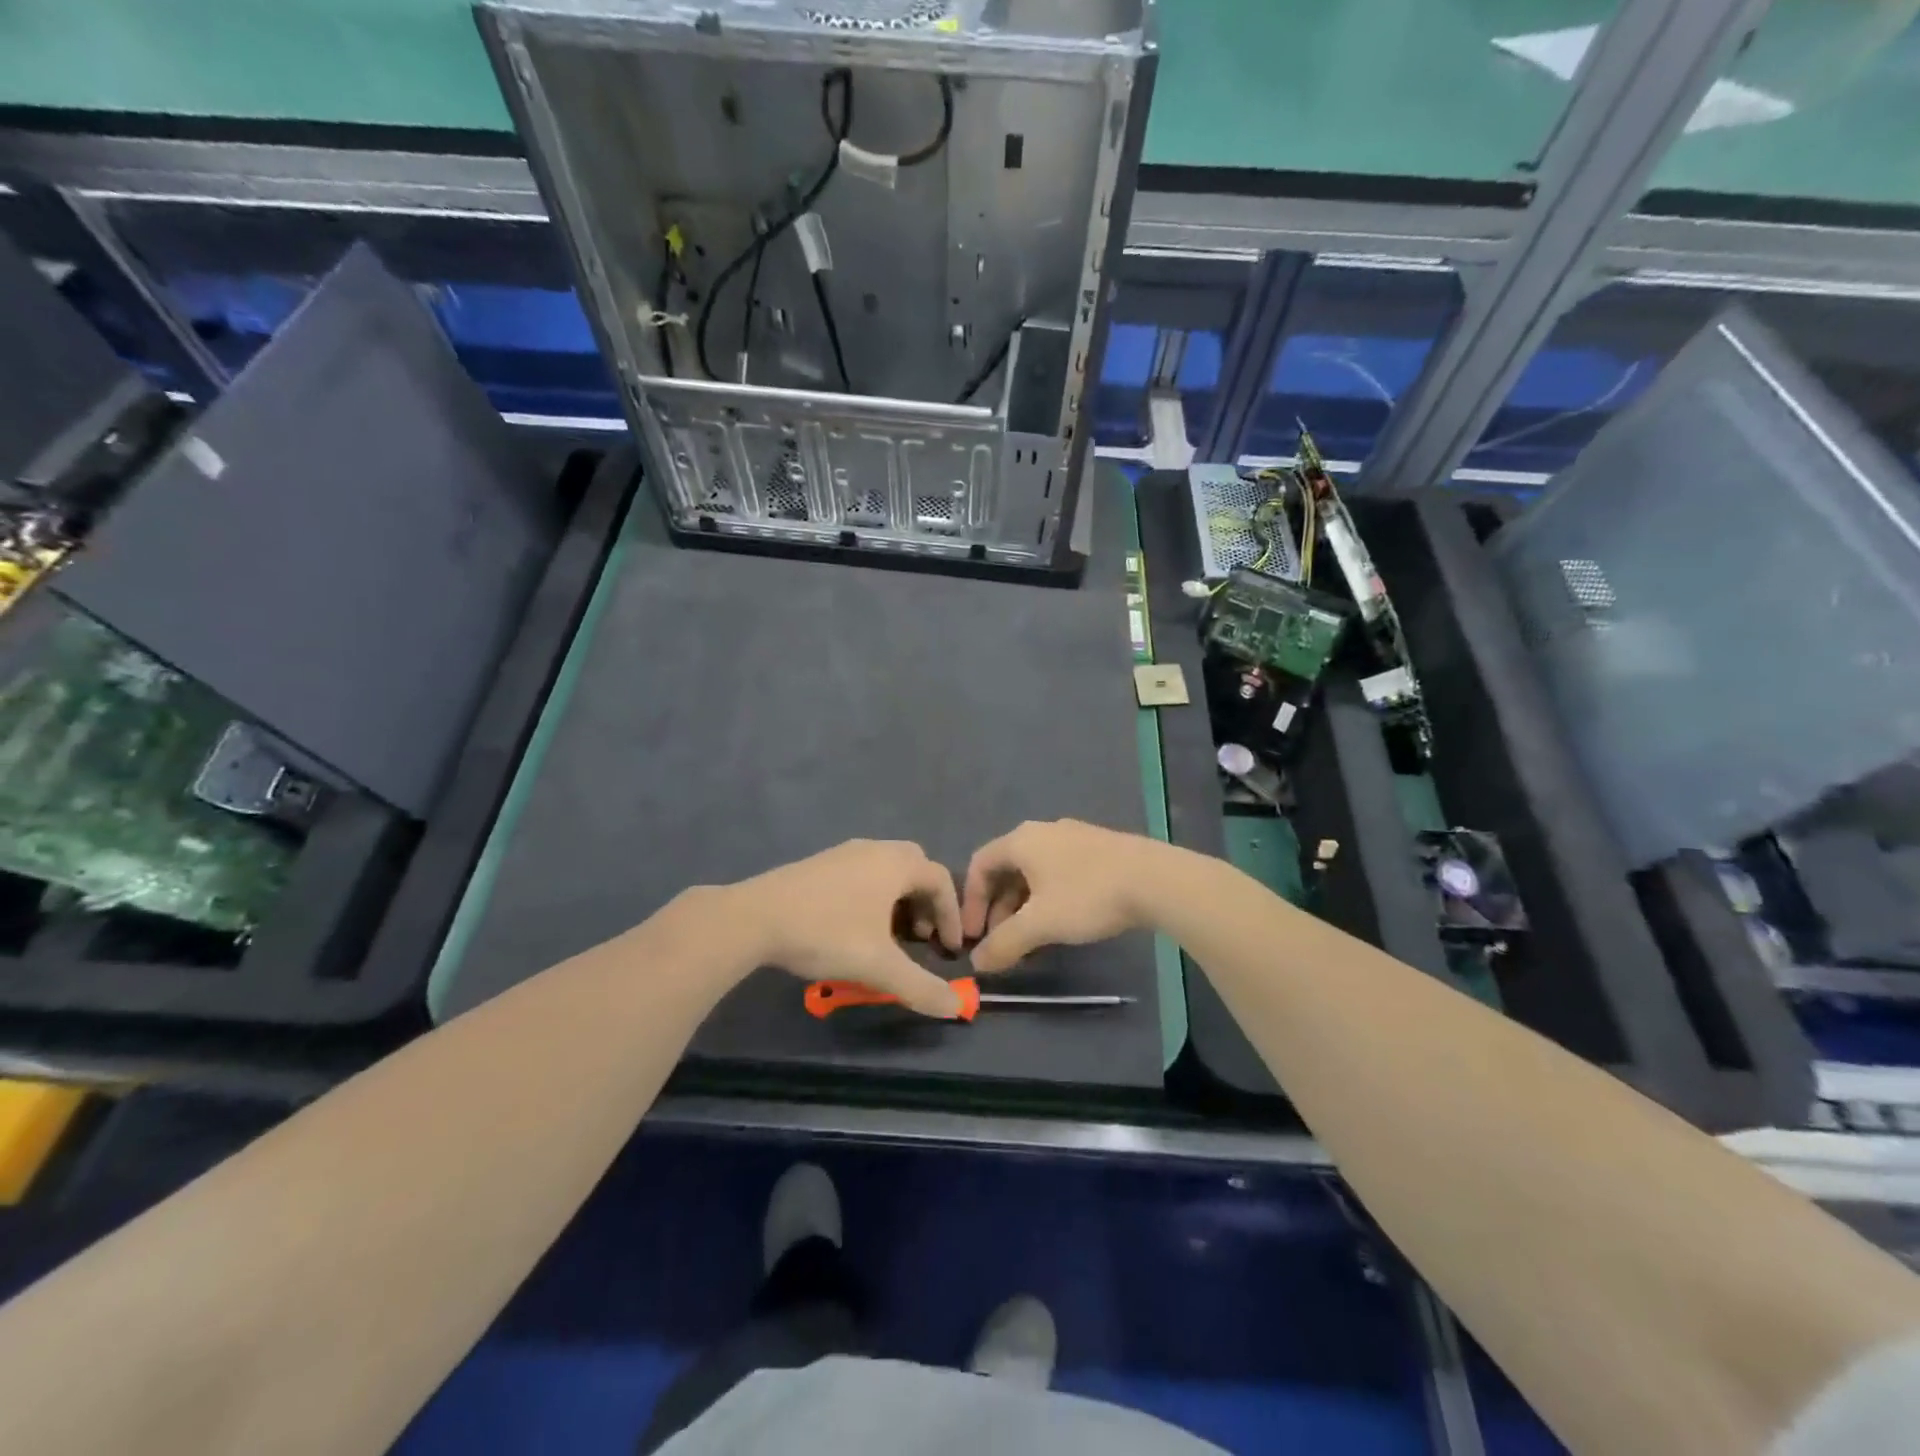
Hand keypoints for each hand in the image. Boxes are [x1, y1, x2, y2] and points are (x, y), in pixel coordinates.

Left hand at [732, 839, 965, 1016]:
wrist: (754, 918)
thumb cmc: (826, 933)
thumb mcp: (879, 967)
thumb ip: (921, 988)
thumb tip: (957, 1007)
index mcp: (895, 863)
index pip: (940, 880)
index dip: (952, 915)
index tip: (949, 948)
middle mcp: (874, 849)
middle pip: (915, 867)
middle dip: (926, 902)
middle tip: (921, 937)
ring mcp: (843, 853)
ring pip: (886, 870)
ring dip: (898, 900)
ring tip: (889, 938)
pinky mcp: (819, 864)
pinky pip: (862, 873)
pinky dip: (873, 896)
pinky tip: (856, 928)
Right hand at [962, 820, 1165, 972]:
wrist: (1155, 879)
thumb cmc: (1087, 896)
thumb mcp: (1040, 924)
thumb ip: (1004, 944)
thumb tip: (977, 963)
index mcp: (1022, 840)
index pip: (980, 865)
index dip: (970, 902)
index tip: (975, 936)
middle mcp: (1042, 832)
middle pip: (1007, 870)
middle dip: (999, 910)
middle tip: (1002, 944)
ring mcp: (1072, 838)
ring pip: (1034, 874)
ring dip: (1024, 908)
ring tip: (1031, 941)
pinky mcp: (1097, 849)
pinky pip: (1058, 873)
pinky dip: (1048, 899)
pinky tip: (1061, 924)